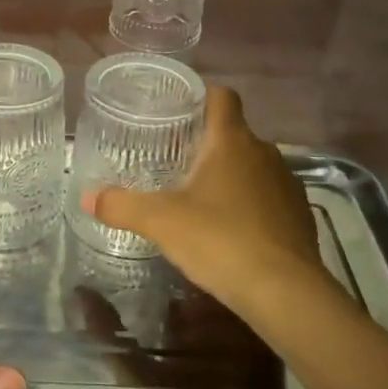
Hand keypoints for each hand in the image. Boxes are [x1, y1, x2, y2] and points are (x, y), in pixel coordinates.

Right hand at [84, 86, 333, 321]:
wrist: (285, 292)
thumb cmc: (220, 240)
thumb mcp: (161, 222)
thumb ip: (122, 206)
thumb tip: (87, 197)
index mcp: (232, 141)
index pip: (222, 97)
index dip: (201, 96)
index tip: (178, 110)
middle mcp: (265, 153)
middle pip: (234, 134)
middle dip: (207, 144)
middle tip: (174, 161)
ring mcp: (287, 183)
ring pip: (253, 166)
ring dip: (231, 175)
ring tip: (201, 197)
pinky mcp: (300, 215)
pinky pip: (269, 196)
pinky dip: (251, 204)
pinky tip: (231, 229)